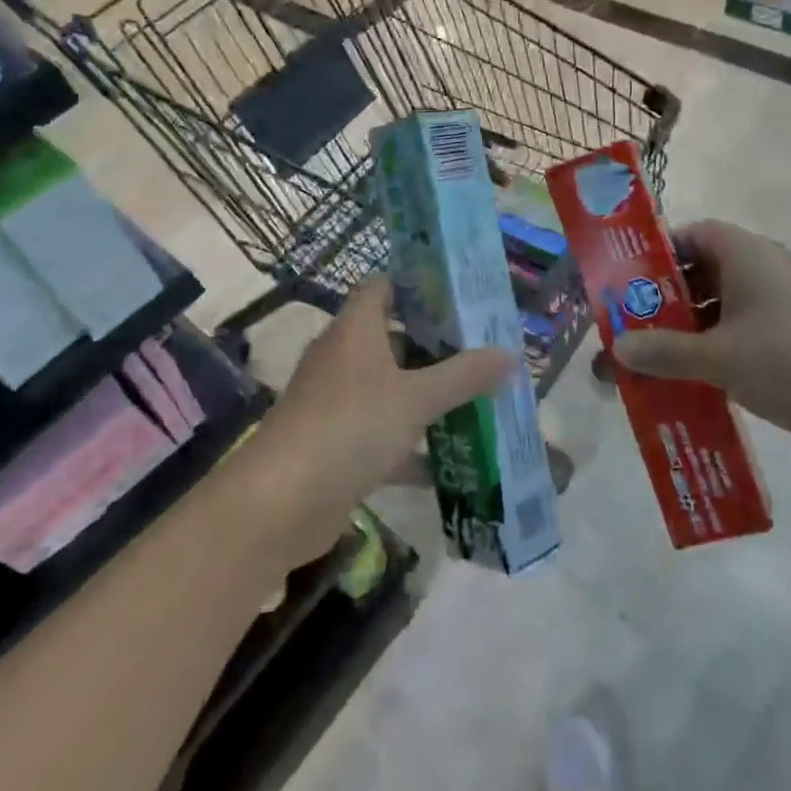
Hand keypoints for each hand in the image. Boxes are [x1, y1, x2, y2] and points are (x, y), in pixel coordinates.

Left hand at [237, 276, 515, 566]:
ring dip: (429, 395)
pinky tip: (453, 461)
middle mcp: (344, 357)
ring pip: (392, 388)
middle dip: (438, 345)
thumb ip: (464, 376)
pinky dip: (414, 445)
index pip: (385, 286)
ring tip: (480, 397)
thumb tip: (510, 353)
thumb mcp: (415, 398)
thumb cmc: (349, 428)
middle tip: (485, 349)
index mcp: (356, 329)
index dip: (420, 285)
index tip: (462, 295)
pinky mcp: (337, 445)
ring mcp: (337, 402)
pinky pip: (384, 434)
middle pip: (394, 338)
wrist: (279, 505)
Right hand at [612, 220, 790, 480]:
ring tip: (648, 360)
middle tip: (628, 324)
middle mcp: (763, 276)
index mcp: (747, 257)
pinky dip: (712, 357)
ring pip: (720, 313)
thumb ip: (664, 350)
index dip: (661, 251)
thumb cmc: (790, 362)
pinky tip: (685, 385)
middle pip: (703, 274)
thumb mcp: (717, 356)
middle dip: (666, 299)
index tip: (628, 279)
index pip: (696, 234)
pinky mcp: (789, 349)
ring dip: (686, 333)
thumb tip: (617, 347)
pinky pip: (738, 342)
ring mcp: (779, 314)